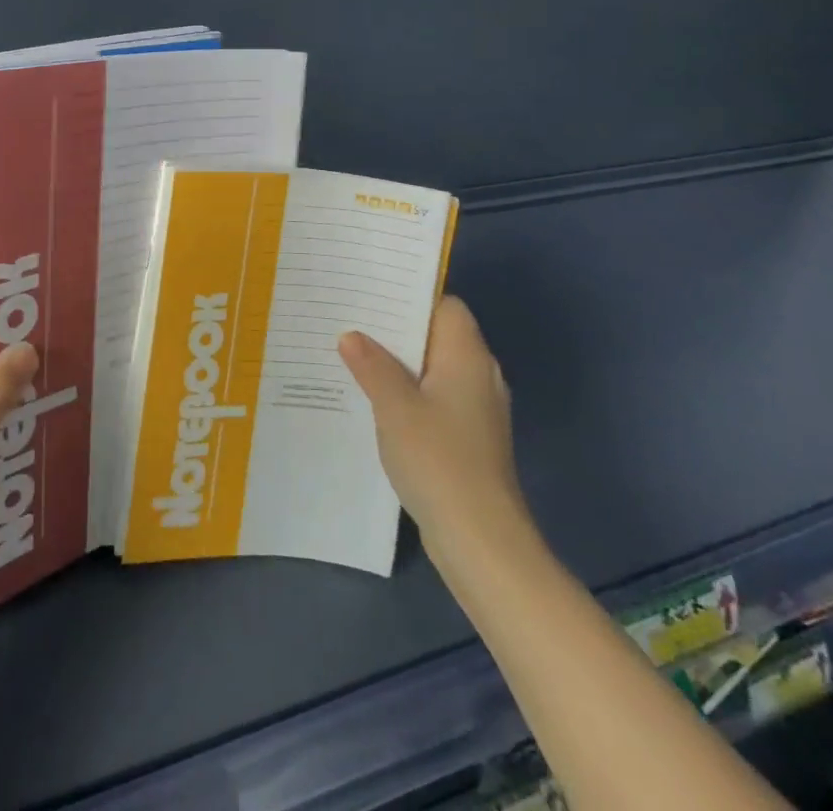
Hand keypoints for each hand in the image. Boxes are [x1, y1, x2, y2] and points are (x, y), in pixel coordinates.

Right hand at [339, 296, 531, 573]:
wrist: (481, 540)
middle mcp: (479, 375)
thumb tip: (351, 335)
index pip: (445, 305)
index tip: (372, 292)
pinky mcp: (469, 438)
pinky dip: (409, 393)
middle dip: (397, 329)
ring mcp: (477, 409)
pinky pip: (435, 398)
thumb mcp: (395, 406)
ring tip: (354, 355)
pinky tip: (375, 401)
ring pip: (434, 369)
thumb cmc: (439, 460)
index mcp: (467, 356)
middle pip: (438, 335)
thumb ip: (371, 365)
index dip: (411, 295)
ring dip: (399, 363)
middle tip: (351, 320)